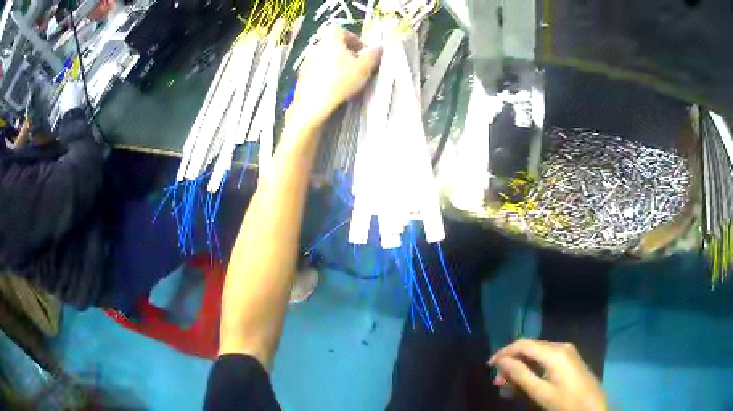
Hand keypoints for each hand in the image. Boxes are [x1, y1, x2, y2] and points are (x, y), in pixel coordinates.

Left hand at [290, 26, 381, 126]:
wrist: (313, 104)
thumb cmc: (341, 80)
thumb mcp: (364, 67)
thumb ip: (373, 55)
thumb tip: (379, 46)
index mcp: (330, 39)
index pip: (341, 30)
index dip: (353, 39)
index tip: (363, 51)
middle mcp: (316, 46)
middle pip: (332, 44)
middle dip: (346, 52)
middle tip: (357, 65)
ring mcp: (306, 61)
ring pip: (324, 57)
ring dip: (335, 63)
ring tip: (346, 77)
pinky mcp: (301, 76)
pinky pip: (316, 70)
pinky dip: (326, 74)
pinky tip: (333, 86)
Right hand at [489, 340, 607, 410]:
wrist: (593, 407)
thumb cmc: (566, 402)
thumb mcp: (541, 392)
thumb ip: (521, 375)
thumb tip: (501, 362)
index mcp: (554, 352)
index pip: (523, 344)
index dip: (504, 353)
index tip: (489, 366)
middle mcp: (561, 346)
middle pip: (530, 348)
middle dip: (511, 362)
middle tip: (497, 381)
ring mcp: (567, 352)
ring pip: (537, 353)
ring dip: (521, 366)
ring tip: (508, 383)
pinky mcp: (570, 359)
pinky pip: (547, 358)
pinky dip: (533, 368)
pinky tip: (526, 380)